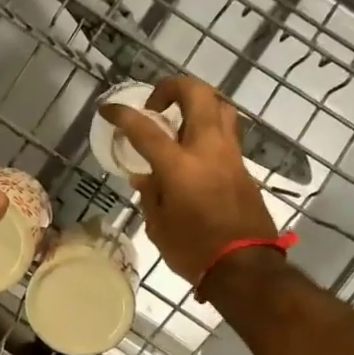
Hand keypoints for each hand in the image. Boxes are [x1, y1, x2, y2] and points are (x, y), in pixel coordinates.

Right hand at [101, 77, 278, 281]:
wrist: (245, 267)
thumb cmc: (194, 250)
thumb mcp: (159, 226)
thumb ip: (151, 194)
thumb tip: (145, 176)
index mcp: (180, 166)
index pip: (145, 129)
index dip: (123, 114)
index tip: (108, 108)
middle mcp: (208, 150)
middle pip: (197, 94)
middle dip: (172, 88)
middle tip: (156, 106)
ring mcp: (230, 155)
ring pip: (220, 107)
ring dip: (198, 103)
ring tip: (180, 120)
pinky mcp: (243, 167)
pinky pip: (226, 133)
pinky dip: (209, 128)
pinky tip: (195, 148)